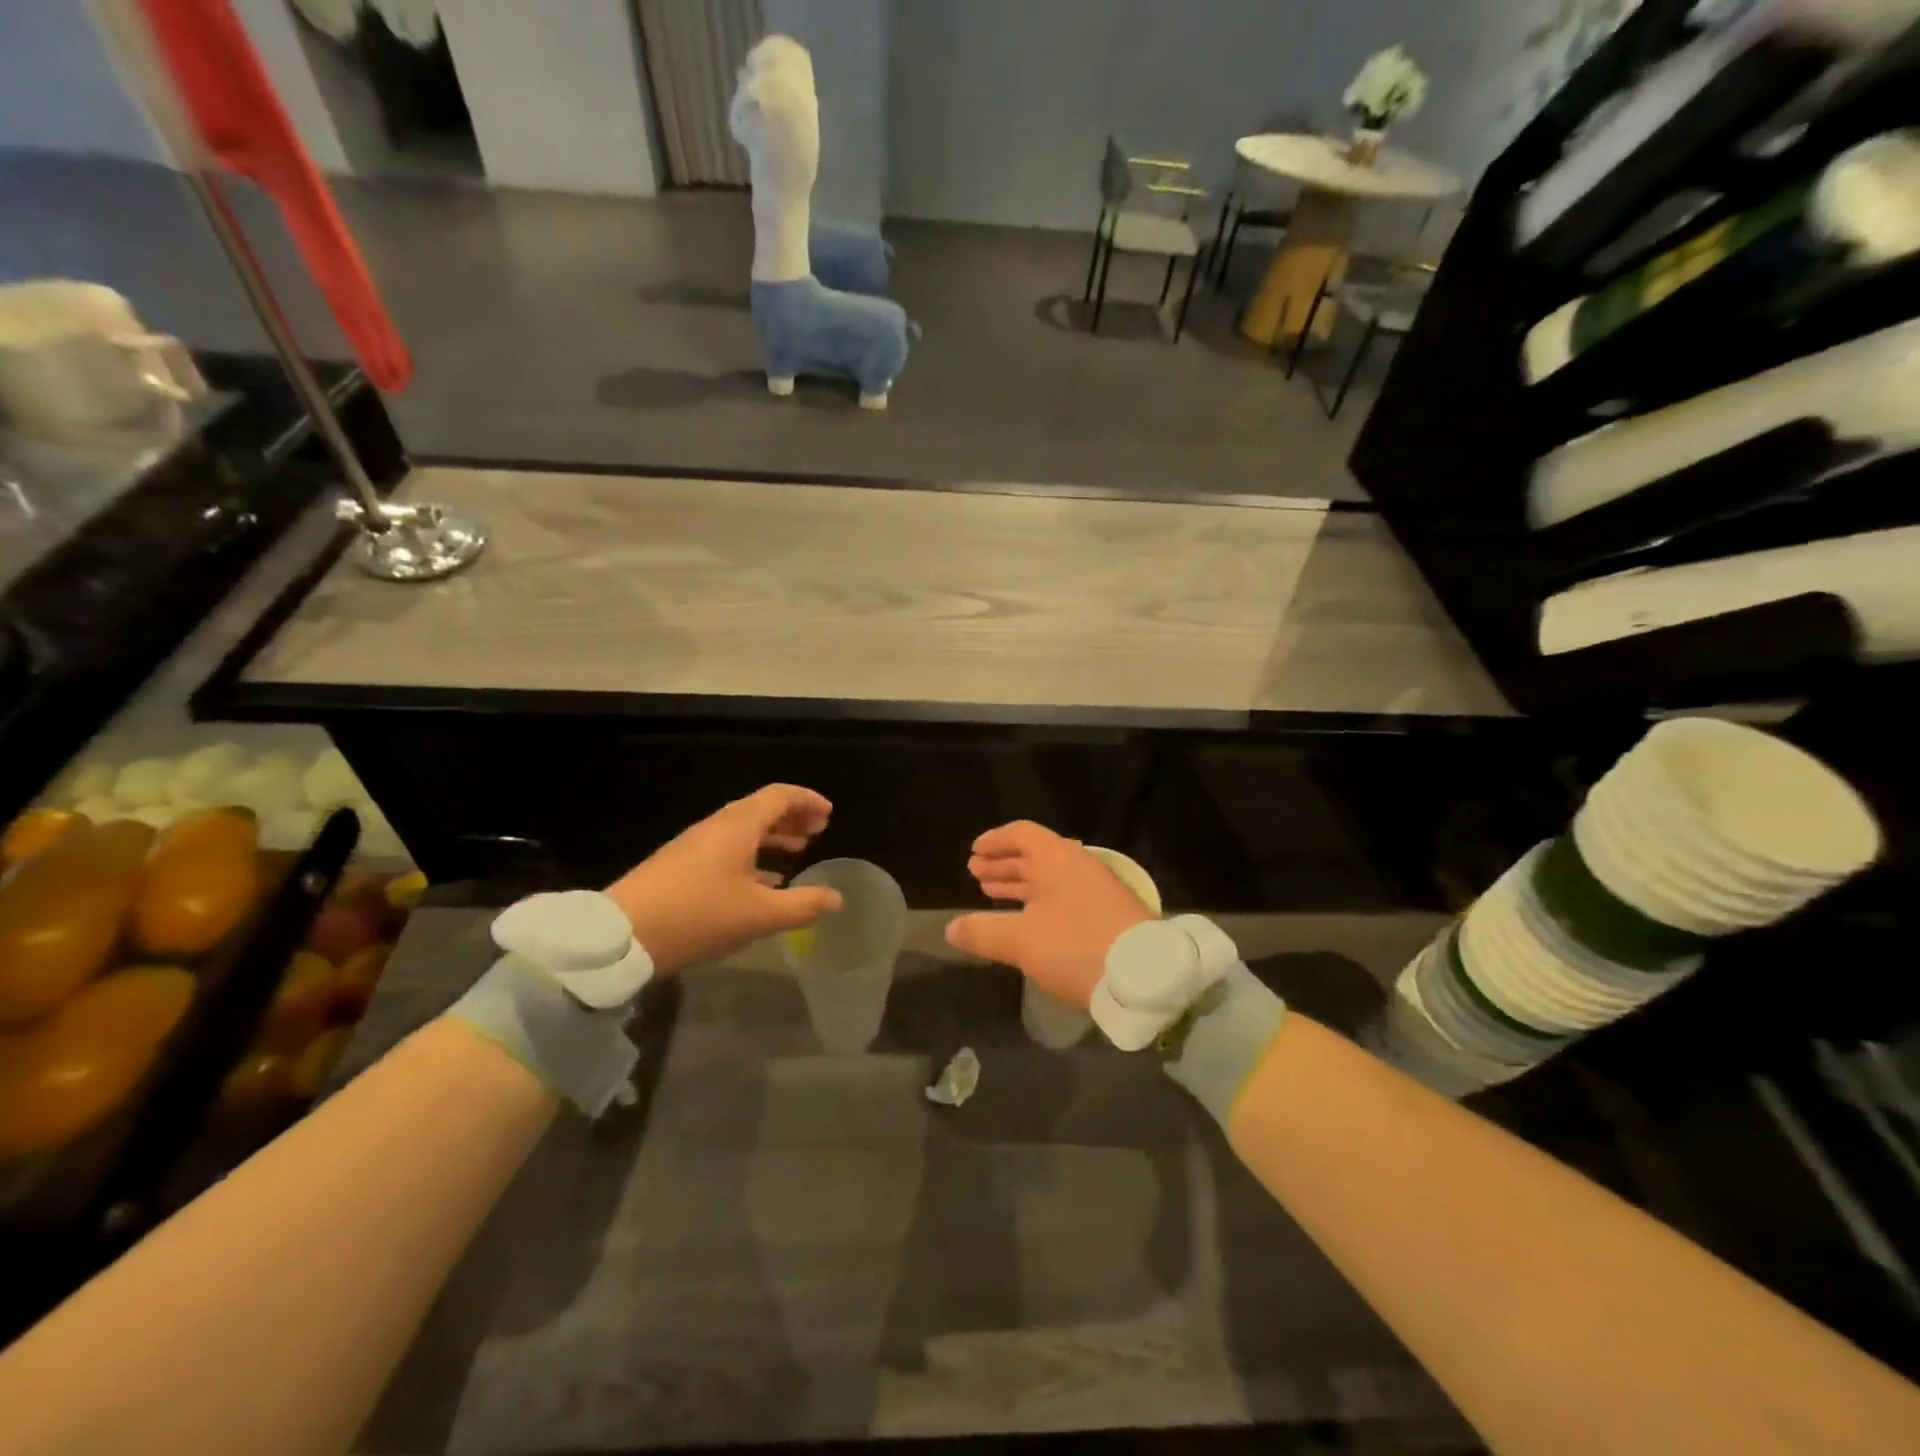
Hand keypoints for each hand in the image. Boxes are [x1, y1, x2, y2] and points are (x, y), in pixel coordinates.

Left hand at [605, 785, 840, 973]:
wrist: (621, 936)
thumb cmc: (698, 916)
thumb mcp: (758, 915)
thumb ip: (802, 904)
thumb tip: (836, 898)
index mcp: (737, 826)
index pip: (778, 796)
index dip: (807, 800)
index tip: (829, 815)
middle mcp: (716, 827)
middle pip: (760, 809)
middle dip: (792, 818)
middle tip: (818, 832)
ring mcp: (694, 846)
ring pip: (743, 831)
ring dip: (773, 837)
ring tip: (797, 854)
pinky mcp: (680, 866)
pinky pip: (727, 849)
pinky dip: (753, 855)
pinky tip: (762, 882)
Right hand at [945, 821, 1153, 1006]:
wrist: (1146, 974)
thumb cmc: (1077, 946)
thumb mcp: (1022, 941)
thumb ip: (983, 932)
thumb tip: (951, 927)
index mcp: (1057, 858)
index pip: (1022, 834)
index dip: (995, 841)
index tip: (974, 852)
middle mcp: (1078, 866)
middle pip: (1035, 855)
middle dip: (1003, 864)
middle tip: (975, 874)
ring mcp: (1097, 890)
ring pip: (1050, 878)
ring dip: (1020, 884)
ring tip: (991, 894)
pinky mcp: (1108, 914)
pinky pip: (1064, 896)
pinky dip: (1039, 901)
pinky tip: (1028, 920)